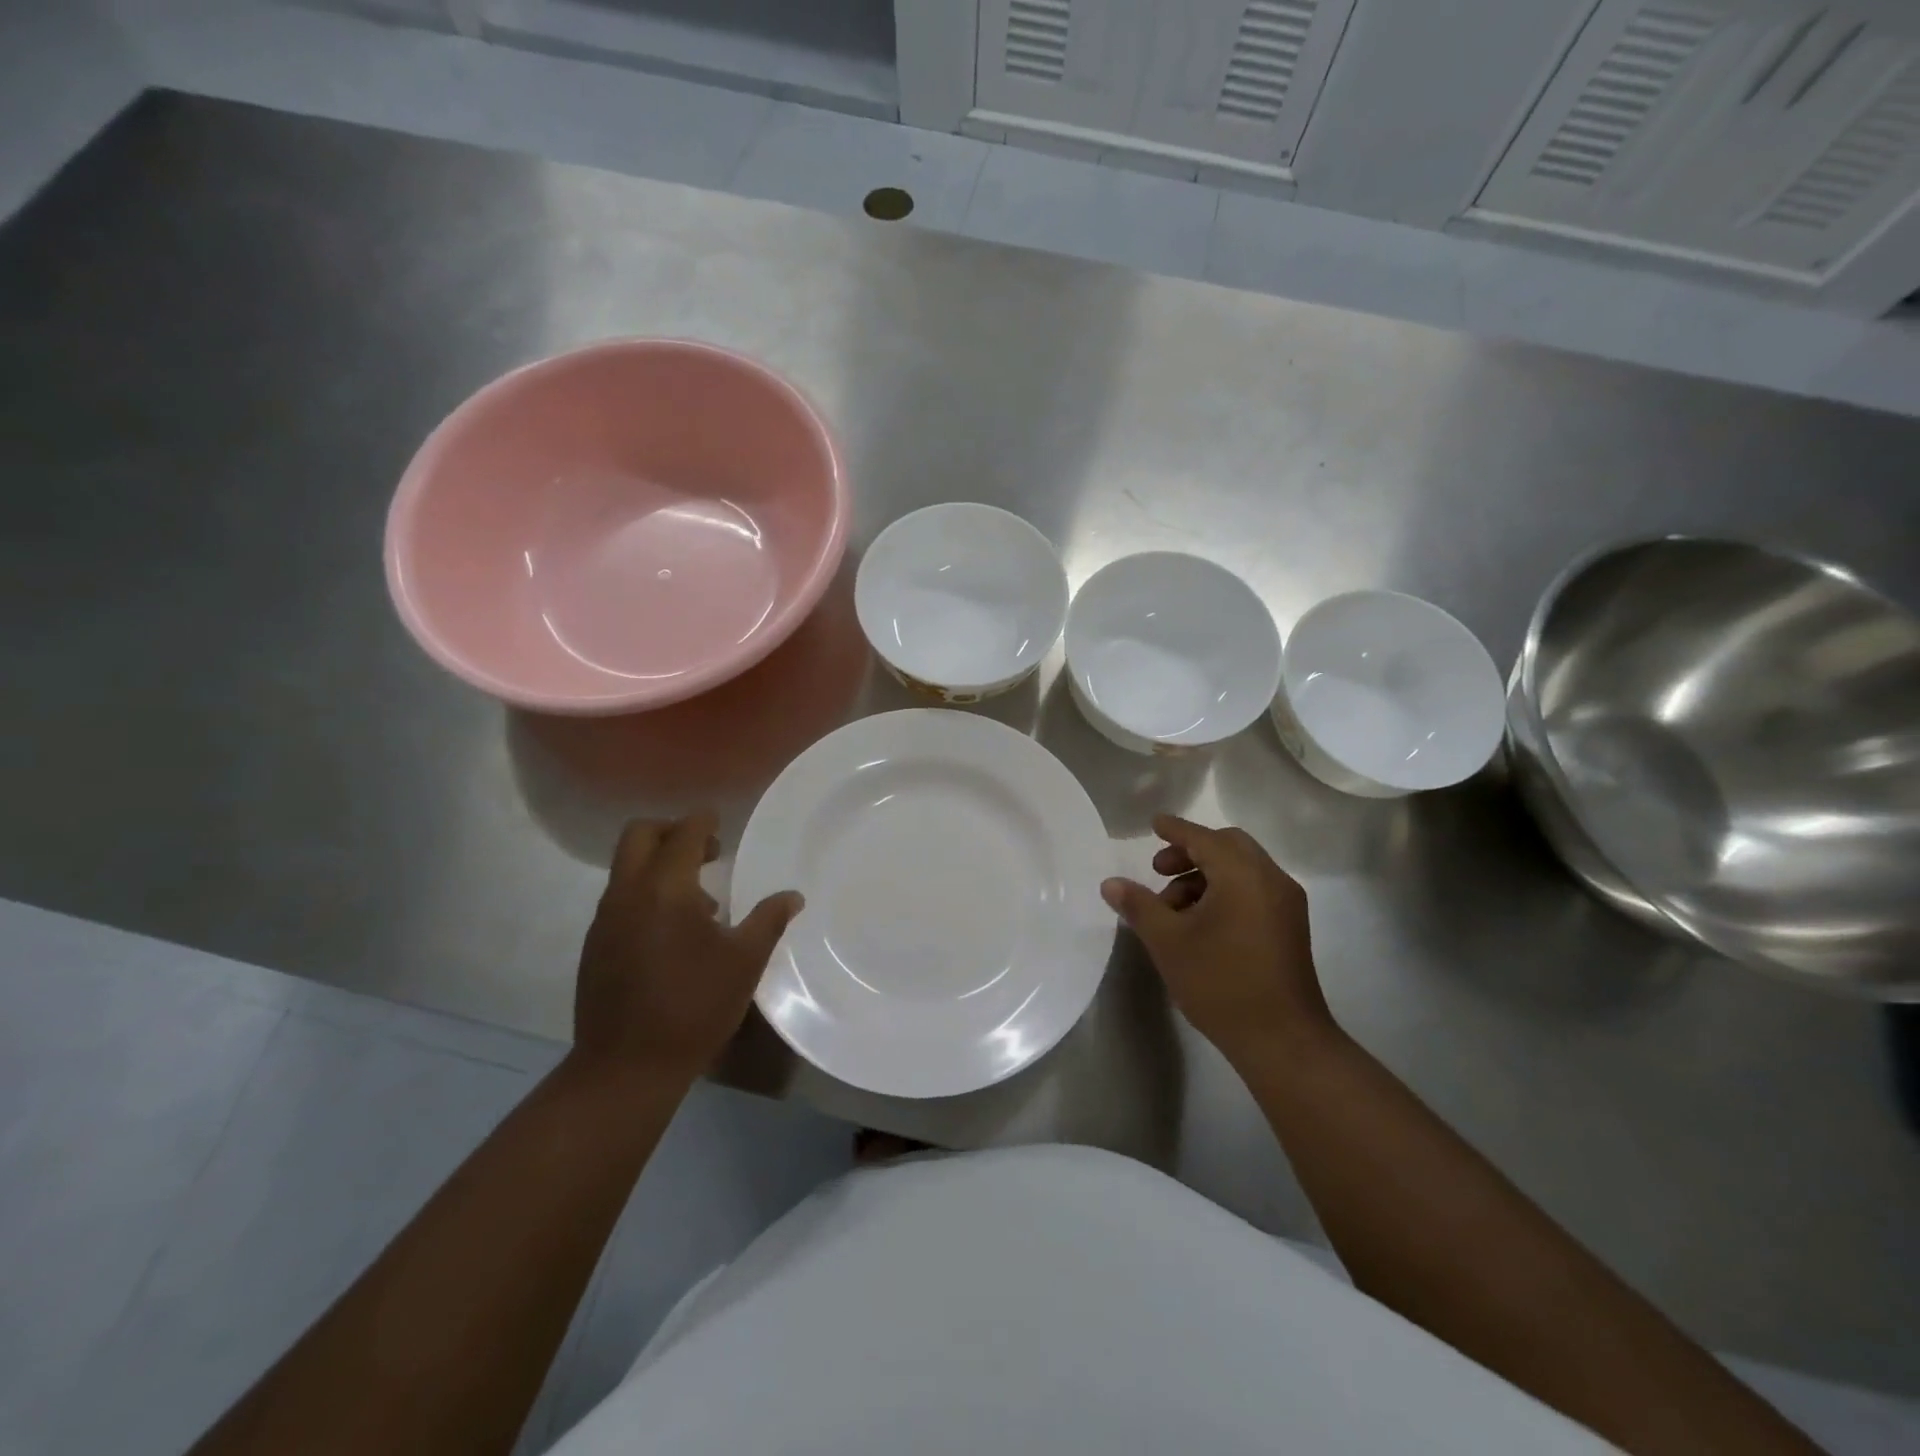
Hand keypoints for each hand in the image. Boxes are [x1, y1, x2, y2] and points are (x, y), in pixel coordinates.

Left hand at [570, 812, 802, 1085]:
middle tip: (707, 852)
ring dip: (659, 865)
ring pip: (627, 868)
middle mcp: (628, 894)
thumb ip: (769, 920)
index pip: (683, 833)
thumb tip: (792, 896)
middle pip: (639, 835)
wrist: (626, 1068)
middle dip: (672, 831)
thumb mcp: (744, 962)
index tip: (721, 821)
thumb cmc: (694, 1007)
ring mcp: (605, 920)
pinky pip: (620, 898)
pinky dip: (646, 894)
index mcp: (666, 890)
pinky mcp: (595, 945)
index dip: (704, 821)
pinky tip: (673, 934)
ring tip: (700, 902)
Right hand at [1101, 815, 1335, 1065]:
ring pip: (1242, 869)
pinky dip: (1225, 890)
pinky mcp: (1290, 927)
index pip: (1203, 838)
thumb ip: (1138, 906)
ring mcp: (1286, 904)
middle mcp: (1271, 880)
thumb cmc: (1221, 983)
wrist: (1282, 1040)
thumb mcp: (1168, 942)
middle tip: (1159, 871)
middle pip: (1228, 846)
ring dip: (1205, 875)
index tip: (1154, 824)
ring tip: (1173, 909)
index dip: (1175, 830)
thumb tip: (1110, 883)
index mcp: (1243, 875)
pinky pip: (1254, 889)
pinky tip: (1201, 923)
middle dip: (1190, 852)